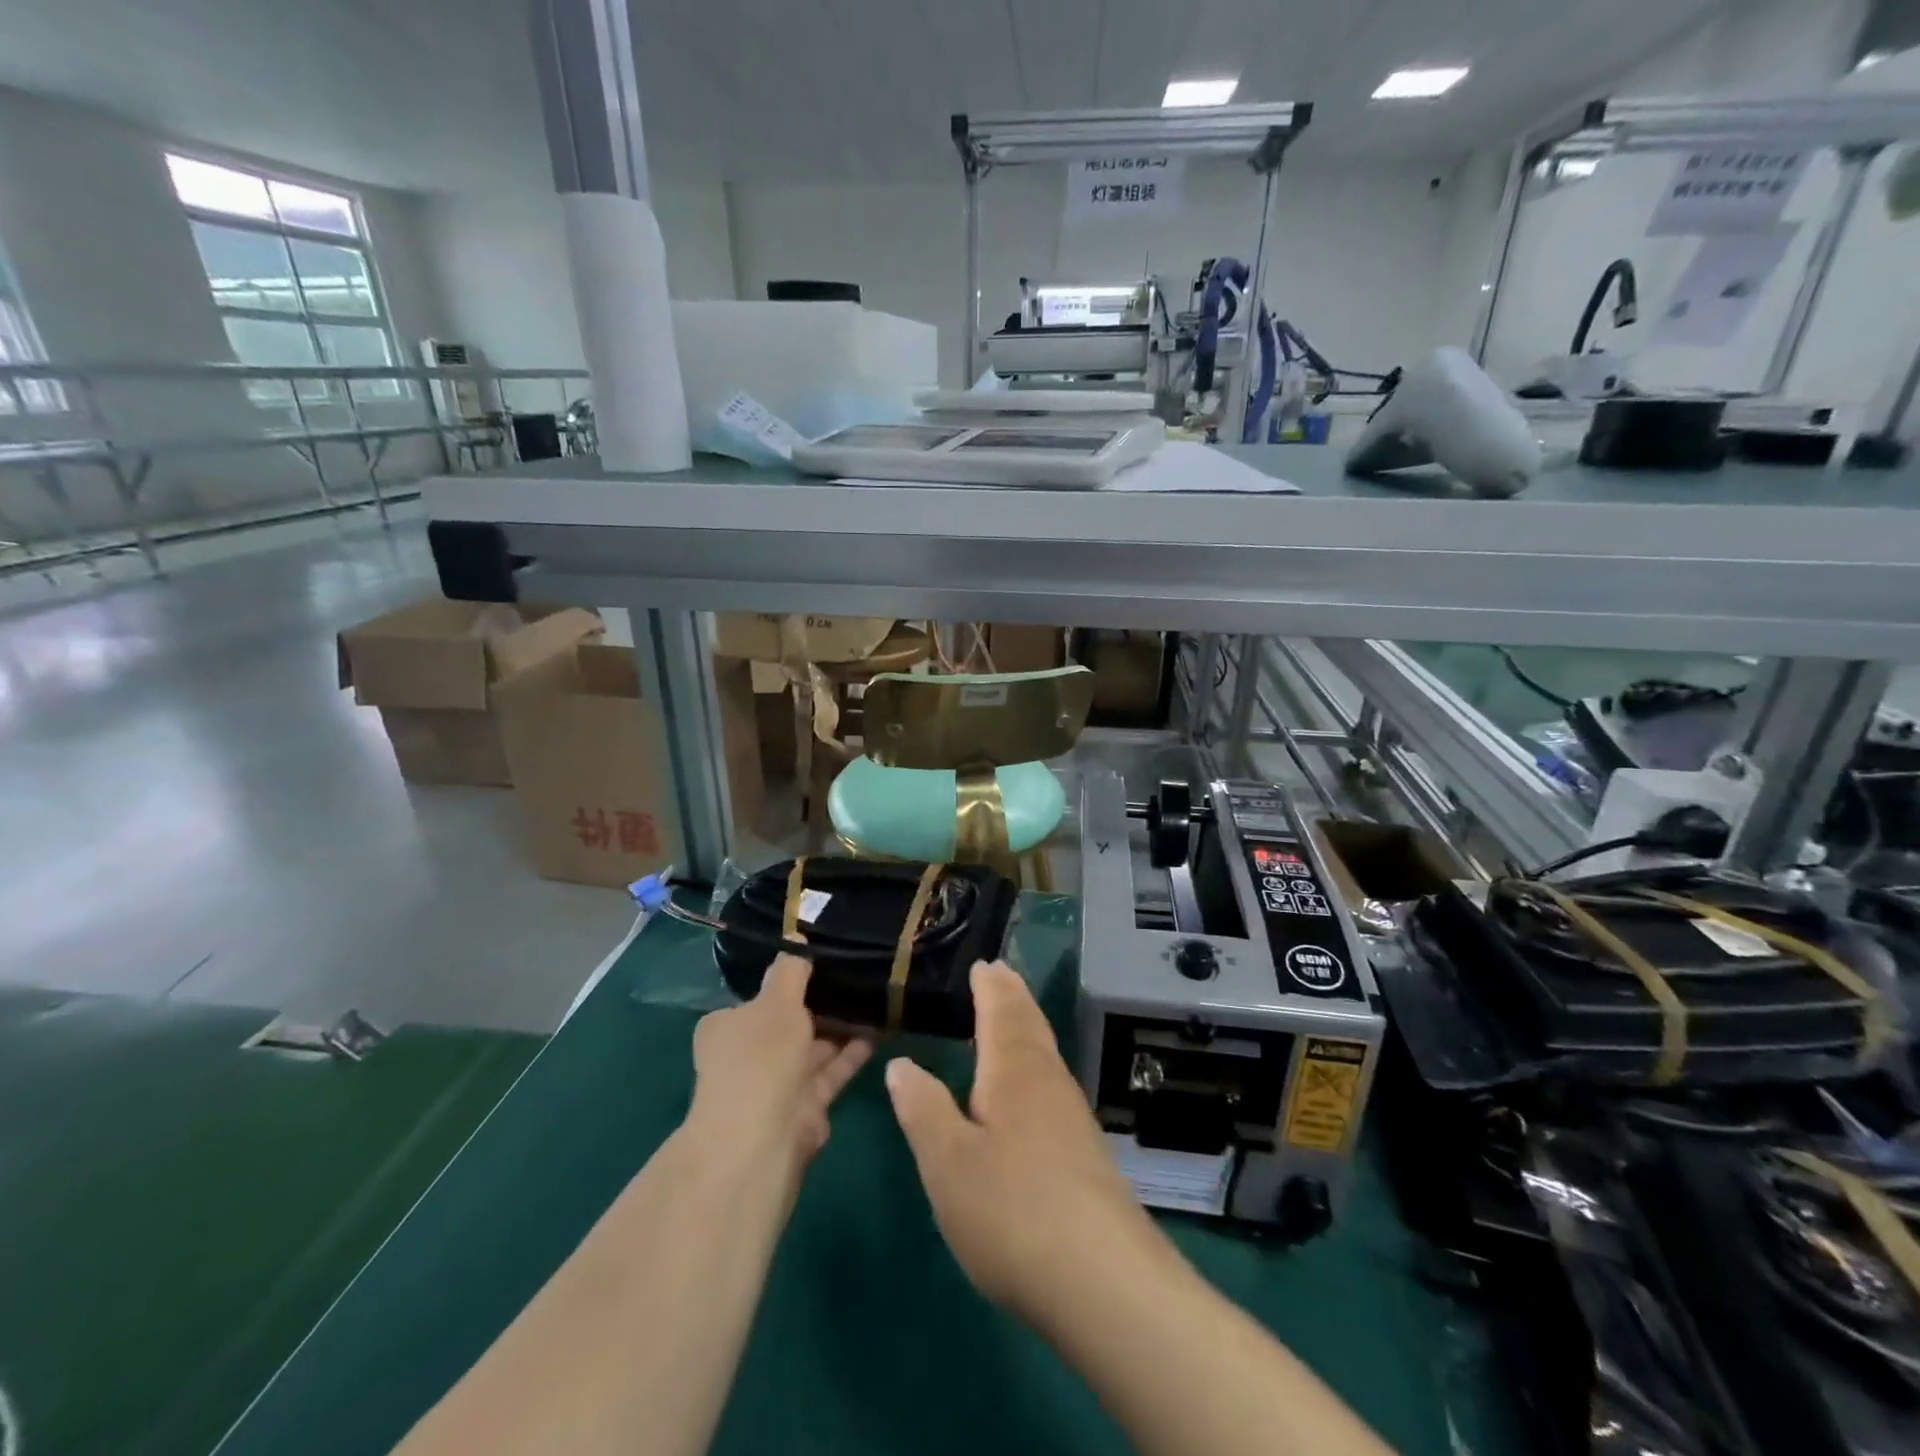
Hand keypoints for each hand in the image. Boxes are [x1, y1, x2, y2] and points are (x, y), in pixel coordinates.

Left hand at [687, 954, 872, 1179]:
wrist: (763, 1137)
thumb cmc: (761, 1055)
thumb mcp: (777, 999)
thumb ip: (791, 970)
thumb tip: (797, 940)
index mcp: (727, 1027)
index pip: (759, 998)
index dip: (790, 981)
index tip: (823, 962)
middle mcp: (748, 1055)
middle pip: (790, 1023)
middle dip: (822, 1004)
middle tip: (859, 975)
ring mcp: (777, 1084)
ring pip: (815, 1047)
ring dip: (843, 1026)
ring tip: (878, 997)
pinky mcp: (805, 1106)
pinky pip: (833, 1070)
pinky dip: (853, 1052)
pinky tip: (882, 1028)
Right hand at [884, 961, 1174, 1324]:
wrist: (1103, 1281)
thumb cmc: (1012, 1211)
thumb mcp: (947, 1162)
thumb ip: (923, 1108)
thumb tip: (901, 1063)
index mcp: (1014, 1070)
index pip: (1001, 1011)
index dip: (990, 986)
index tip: (983, 963)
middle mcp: (1048, 1081)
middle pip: (1030, 1024)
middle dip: (1013, 996)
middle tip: (1000, 973)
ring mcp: (1072, 1116)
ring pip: (1046, 1052)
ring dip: (1027, 1024)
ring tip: (1012, 1015)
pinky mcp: (1085, 1150)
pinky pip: (1053, 1080)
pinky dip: (1036, 1060)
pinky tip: (1032, 1086)